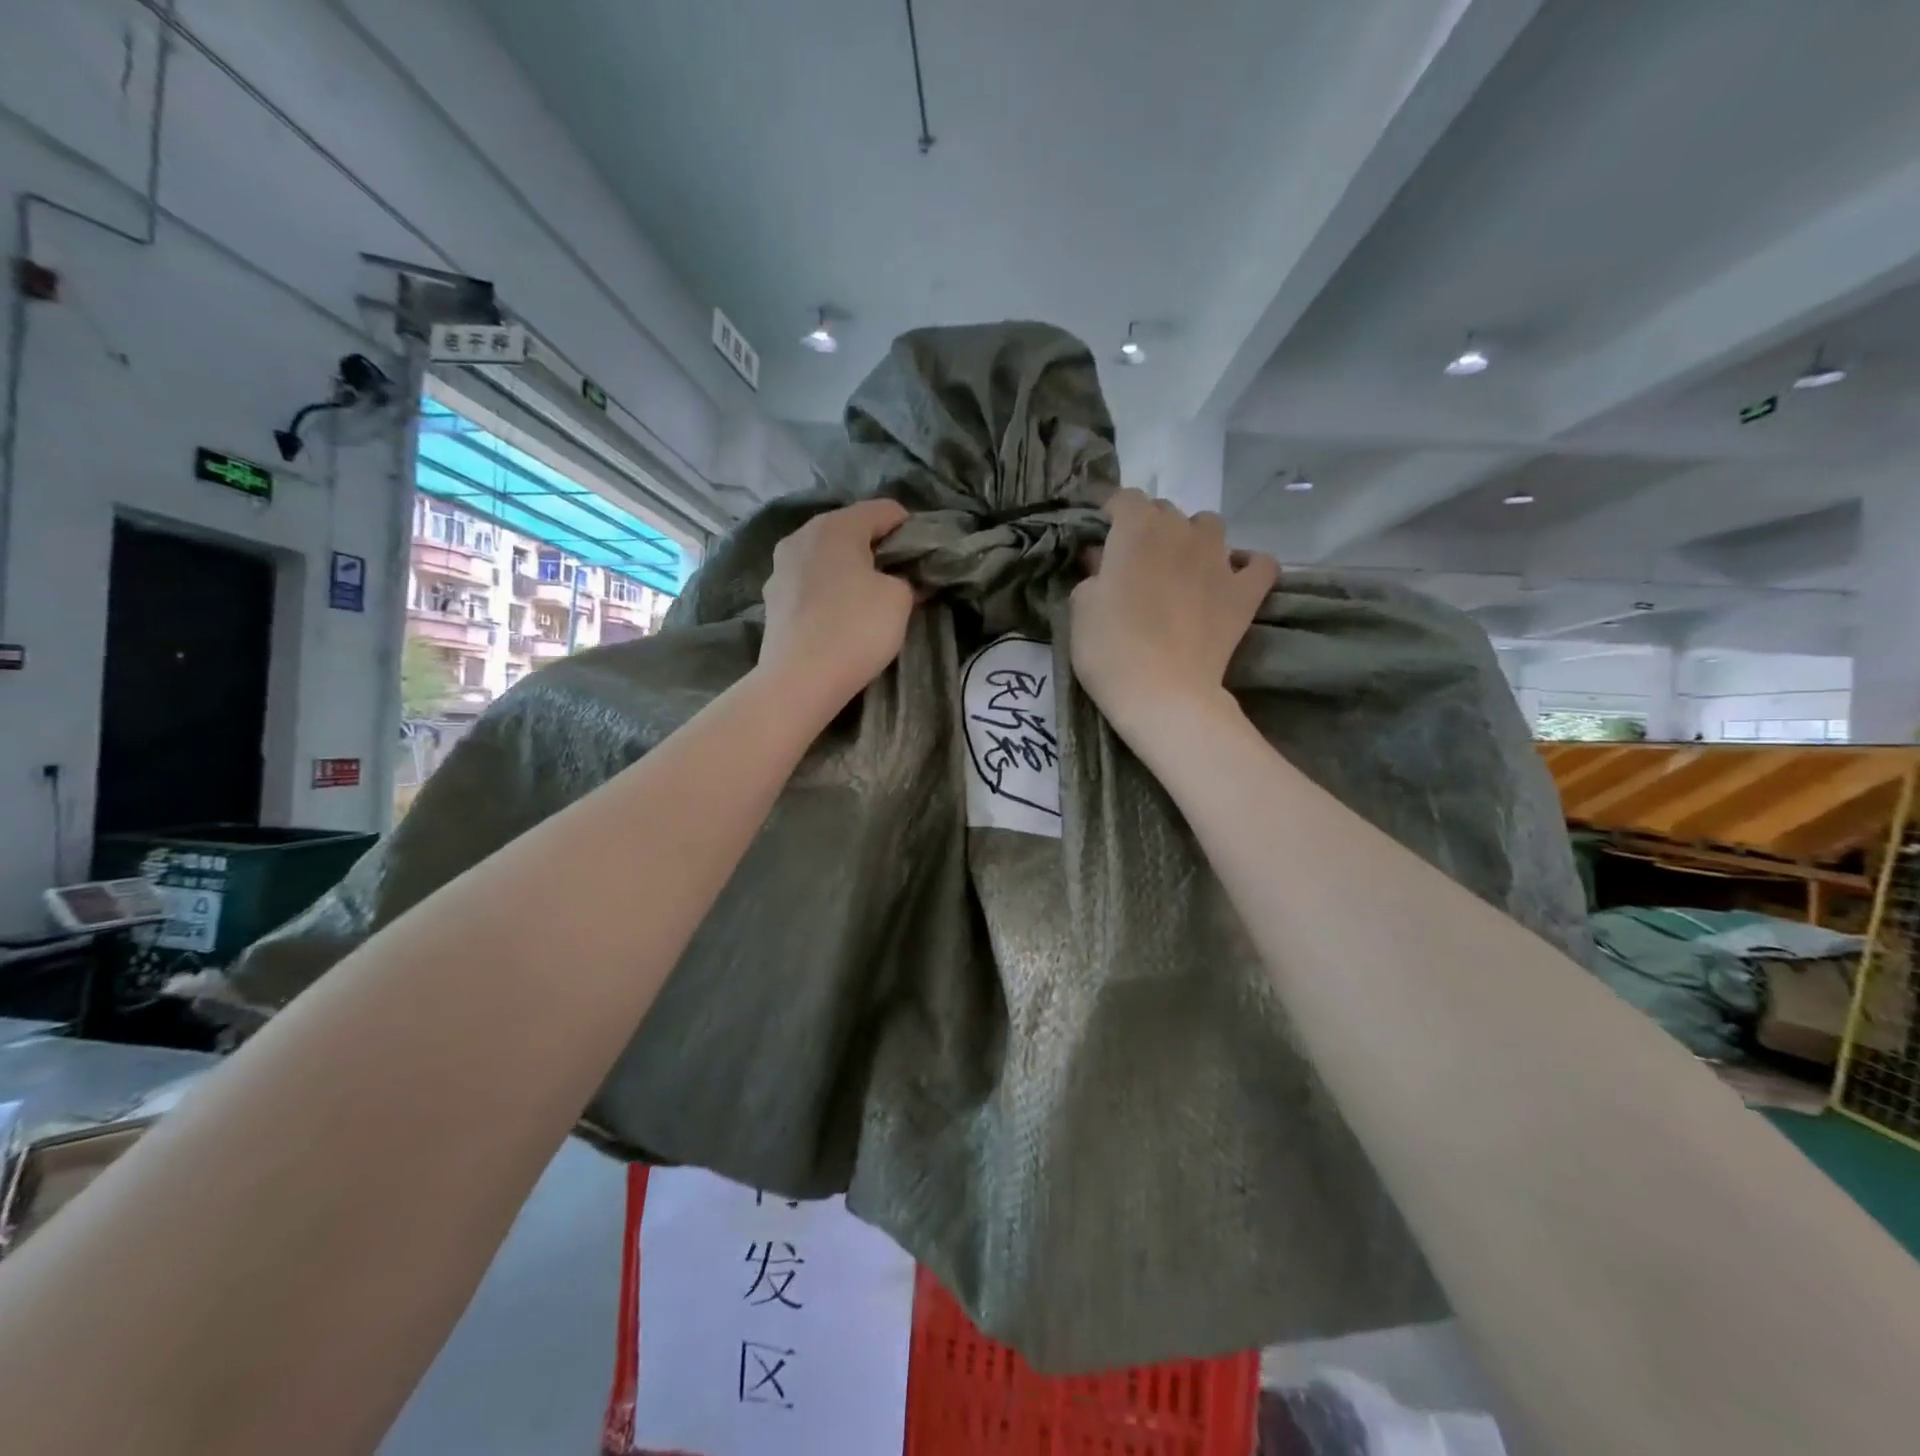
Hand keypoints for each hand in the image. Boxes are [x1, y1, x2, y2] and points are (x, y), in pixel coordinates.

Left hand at [757, 499, 915, 716]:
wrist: (799, 681)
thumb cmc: (855, 629)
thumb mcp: (900, 600)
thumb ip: (907, 579)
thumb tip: (903, 579)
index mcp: (835, 525)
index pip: (884, 510)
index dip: (910, 529)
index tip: (924, 558)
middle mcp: (802, 536)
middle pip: (851, 530)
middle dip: (877, 549)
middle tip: (900, 578)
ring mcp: (780, 567)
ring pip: (827, 556)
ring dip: (850, 570)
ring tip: (869, 599)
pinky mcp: (772, 599)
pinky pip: (810, 583)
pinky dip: (829, 591)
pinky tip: (839, 616)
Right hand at [1070, 488, 1277, 745]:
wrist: (1162, 694)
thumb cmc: (1110, 650)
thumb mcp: (1080, 608)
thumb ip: (1092, 574)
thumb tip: (1103, 562)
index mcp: (1136, 529)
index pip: (1124, 498)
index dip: (1111, 514)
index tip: (1101, 538)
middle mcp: (1181, 531)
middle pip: (1165, 511)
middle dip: (1149, 528)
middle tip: (1135, 563)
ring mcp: (1219, 559)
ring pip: (1210, 526)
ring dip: (1194, 538)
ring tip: (1182, 566)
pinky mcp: (1245, 591)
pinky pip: (1259, 563)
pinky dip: (1246, 565)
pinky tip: (1232, 576)